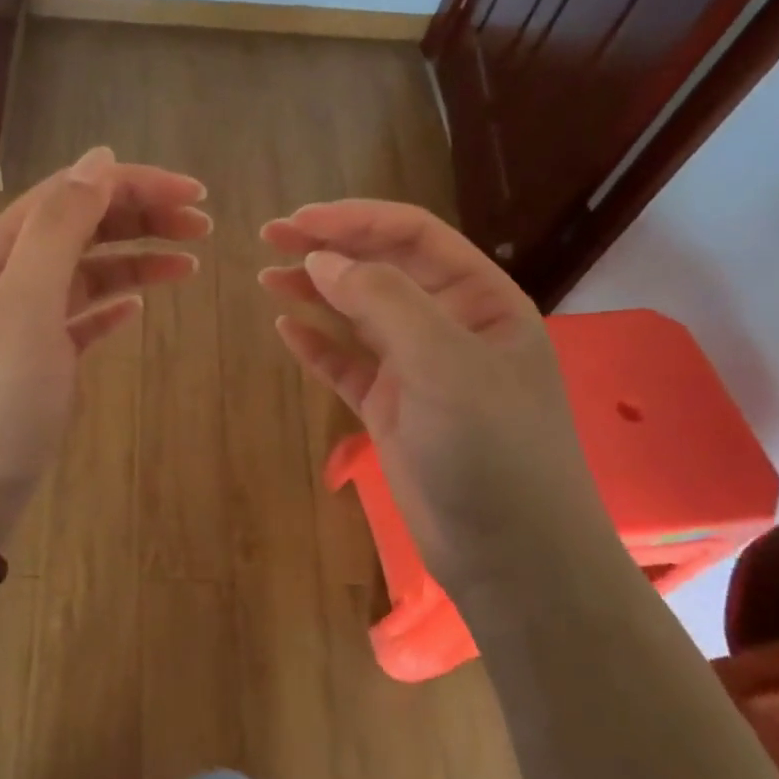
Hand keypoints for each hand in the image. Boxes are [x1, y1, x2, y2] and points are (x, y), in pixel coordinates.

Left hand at [0, 147, 209, 535]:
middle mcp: (10, 275)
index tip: (196, 195)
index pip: (74, 192)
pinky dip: (113, 303)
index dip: (135, 185)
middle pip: (83, 225)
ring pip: (88, 270)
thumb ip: (60, 228)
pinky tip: (140, 308)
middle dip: (142, 216)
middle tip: (204, 227)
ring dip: (136, 258)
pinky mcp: (40, 360)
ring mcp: (24, 320)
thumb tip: (99, 160)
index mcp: (1, 251)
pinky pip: (83, 316)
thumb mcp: (24, 303)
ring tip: (189, 263)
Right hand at [260, 201, 604, 581]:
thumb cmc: (493, 449)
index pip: (414, 237)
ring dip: (316, 291)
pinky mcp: (392, 409)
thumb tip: (321, 258)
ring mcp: (419, 369)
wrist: (512, 558)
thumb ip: (383, 301)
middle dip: (329, 248)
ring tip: (266, 276)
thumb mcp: (444, 362)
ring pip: (360, 314)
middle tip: (270, 237)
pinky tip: (285, 329)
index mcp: (481, 300)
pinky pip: (347, 364)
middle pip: (382, 268)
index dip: (355, 220)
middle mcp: (450, 326)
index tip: (299, 221)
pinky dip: (317, 345)